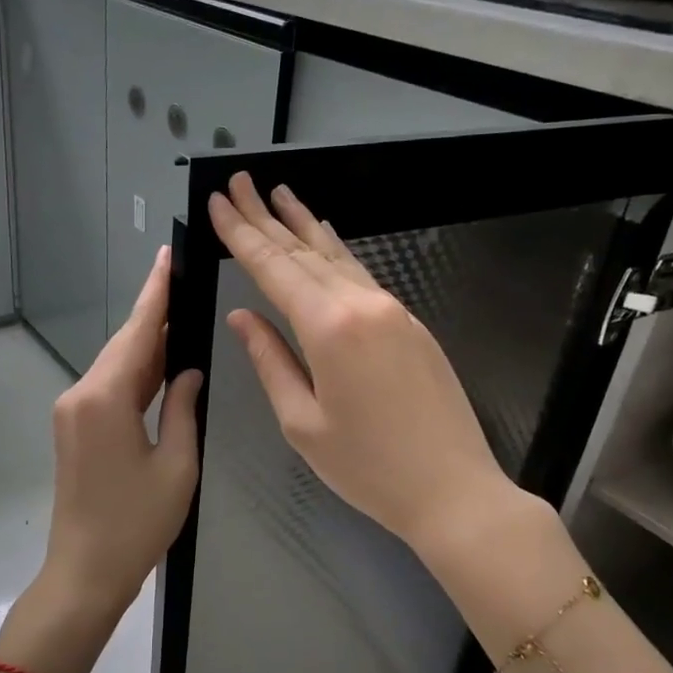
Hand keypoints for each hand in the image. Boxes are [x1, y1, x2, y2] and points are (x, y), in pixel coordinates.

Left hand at [40, 246, 203, 623]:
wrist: (84, 572)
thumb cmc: (136, 524)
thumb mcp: (177, 465)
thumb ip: (183, 408)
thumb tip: (188, 371)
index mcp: (105, 398)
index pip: (137, 333)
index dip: (154, 293)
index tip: (166, 256)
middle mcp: (81, 395)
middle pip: (124, 344)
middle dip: (153, 313)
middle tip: (184, 281)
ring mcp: (72, 411)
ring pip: (116, 365)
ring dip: (146, 344)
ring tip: (181, 316)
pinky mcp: (74, 428)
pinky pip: (109, 387)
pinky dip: (135, 372)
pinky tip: (161, 364)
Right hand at [209, 173, 513, 557]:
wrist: (454, 490)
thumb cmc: (368, 467)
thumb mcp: (303, 422)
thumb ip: (271, 361)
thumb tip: (243, 318)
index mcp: (329, 328)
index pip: (273, 268)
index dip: (242, 233)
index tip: (219, 201)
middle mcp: (362, 305)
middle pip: (304, 251)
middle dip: (267, 216)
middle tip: (240, 182)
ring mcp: (393, 311)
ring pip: (338, 257)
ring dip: (304, 225)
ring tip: (280, 195)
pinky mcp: (411, 324)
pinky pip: (362, 275)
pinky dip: (335, 253)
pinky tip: (325, 242)